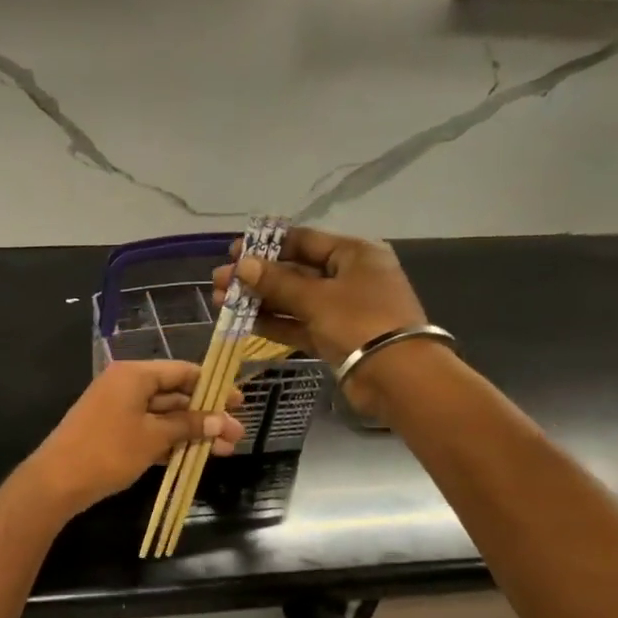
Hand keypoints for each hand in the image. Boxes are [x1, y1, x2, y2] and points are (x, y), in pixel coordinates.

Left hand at [26, 361, 245, 514]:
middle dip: (206, 415)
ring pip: (163, 416)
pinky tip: (194, 457)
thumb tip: (220, 421)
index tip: (238, 403)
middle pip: (175, 395)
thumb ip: (188, 426)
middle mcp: (126, 386)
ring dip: (192, 432)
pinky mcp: (113, 433)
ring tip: (224, 451)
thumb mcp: (153, 437)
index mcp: (134, 375)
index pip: (182, 371)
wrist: (57, 481)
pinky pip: (148, 431)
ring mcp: (118, 410)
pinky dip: (170, 442)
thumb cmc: (108, 451)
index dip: (212, 387)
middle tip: (236, 434)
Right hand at [213, 226, 425, 367]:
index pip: (303, 241)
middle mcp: (348, 277)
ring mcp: (341, 309)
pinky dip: (274, 323)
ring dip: (259, 301)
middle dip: (256, 277)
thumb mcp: (316, 297)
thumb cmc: (360, 322)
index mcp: (353, 254)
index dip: (267, 245)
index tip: (233, 252)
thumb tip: (242, 265)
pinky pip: (298, 324)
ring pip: (293, 300)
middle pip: (295, 271)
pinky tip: (243, 322)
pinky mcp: (333, 337)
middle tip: (220, 282)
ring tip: (222, 303)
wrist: (397, 376)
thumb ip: (277, 282)